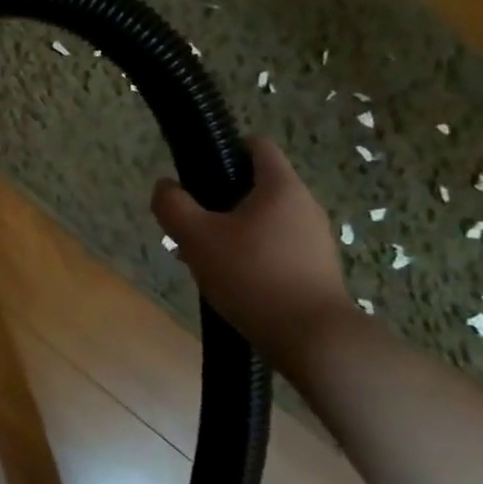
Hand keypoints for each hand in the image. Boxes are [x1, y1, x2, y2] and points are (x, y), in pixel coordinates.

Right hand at [151, 137, 357, 360]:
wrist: (312, 338)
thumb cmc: (252, 275)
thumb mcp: (196, 237)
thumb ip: (173, 205)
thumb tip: (165, 186)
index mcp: (280, 187)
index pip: (256, 145)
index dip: (225, 150)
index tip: (198, 172)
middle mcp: (305, 205)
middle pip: (257, 186)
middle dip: (220, 200)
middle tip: (192, 224)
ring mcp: (315, 239)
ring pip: (264, 220)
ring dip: (234, 231)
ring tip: (206, 258)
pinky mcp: (317, 269)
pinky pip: (276, 248)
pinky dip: (252, 255)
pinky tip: (231, 281)